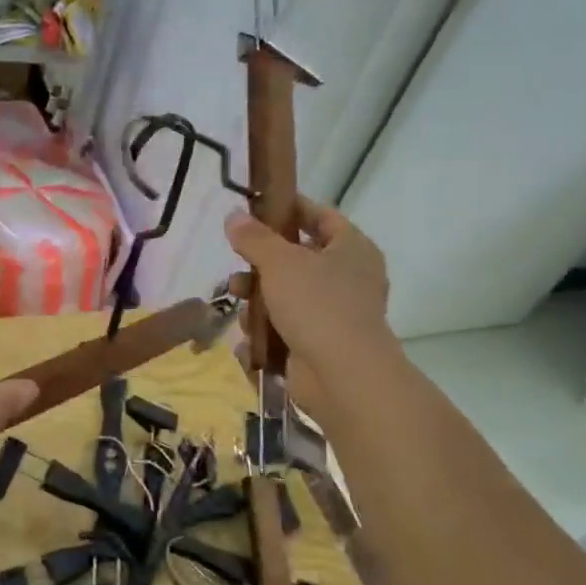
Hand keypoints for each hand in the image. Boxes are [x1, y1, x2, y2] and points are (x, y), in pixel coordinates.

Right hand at [225, 198, 392, 415]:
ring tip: (237, 305)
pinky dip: (266, 330)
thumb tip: (233, 215)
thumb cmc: (317, 305)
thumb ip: (254, 237)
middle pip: (297, 258)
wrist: (342, 375)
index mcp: (352, 248)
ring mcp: (334, 312)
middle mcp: (348, 277)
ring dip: (257, 300)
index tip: (255, 208)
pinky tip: (249, 338)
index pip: (320, 216)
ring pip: (286, 295)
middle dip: (261, 264)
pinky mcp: (319, 343)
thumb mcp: (280, 262)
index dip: (289, 208)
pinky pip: (285, 327)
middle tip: (237, 264)